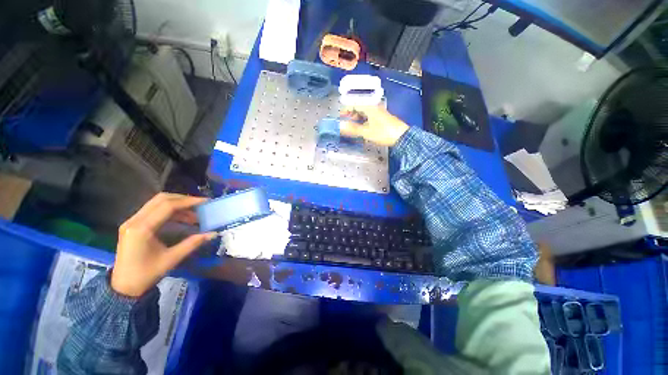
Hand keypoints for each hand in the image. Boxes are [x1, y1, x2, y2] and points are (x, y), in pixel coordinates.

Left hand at [111, 193, 215, 296]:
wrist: (123, 287)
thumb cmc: (146, 275)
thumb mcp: (171, 259)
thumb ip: (192, 243)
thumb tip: (213, 233)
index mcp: (142, 229)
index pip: (167, 206)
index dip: (188, 202)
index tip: (205, 202)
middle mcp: (134, 220)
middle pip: (161, 199)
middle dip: (183, 199)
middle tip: (200, 205)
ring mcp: (132, 222)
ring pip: (157, 203)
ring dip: (178, 205)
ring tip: (194, 214)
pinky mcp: (133, 225)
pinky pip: (154, 210)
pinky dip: (170, 211)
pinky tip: (182, 219)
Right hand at [339, 106, 408, 146]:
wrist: (402, 137)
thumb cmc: (383, 133)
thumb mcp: (366, 132)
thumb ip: (353, 129)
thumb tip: (340, 126)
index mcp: (369, 108)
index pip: (354, 105)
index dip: (346, 110)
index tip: (340, 116)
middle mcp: (374, 108)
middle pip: (360, 108)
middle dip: (352, 115)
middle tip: (346, 123)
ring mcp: (379, 113)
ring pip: (365, 113)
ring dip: (358, 119)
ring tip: (353, 127)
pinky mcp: (383, 119)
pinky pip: (370, 117)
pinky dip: (364, 122)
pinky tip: (363, 129)